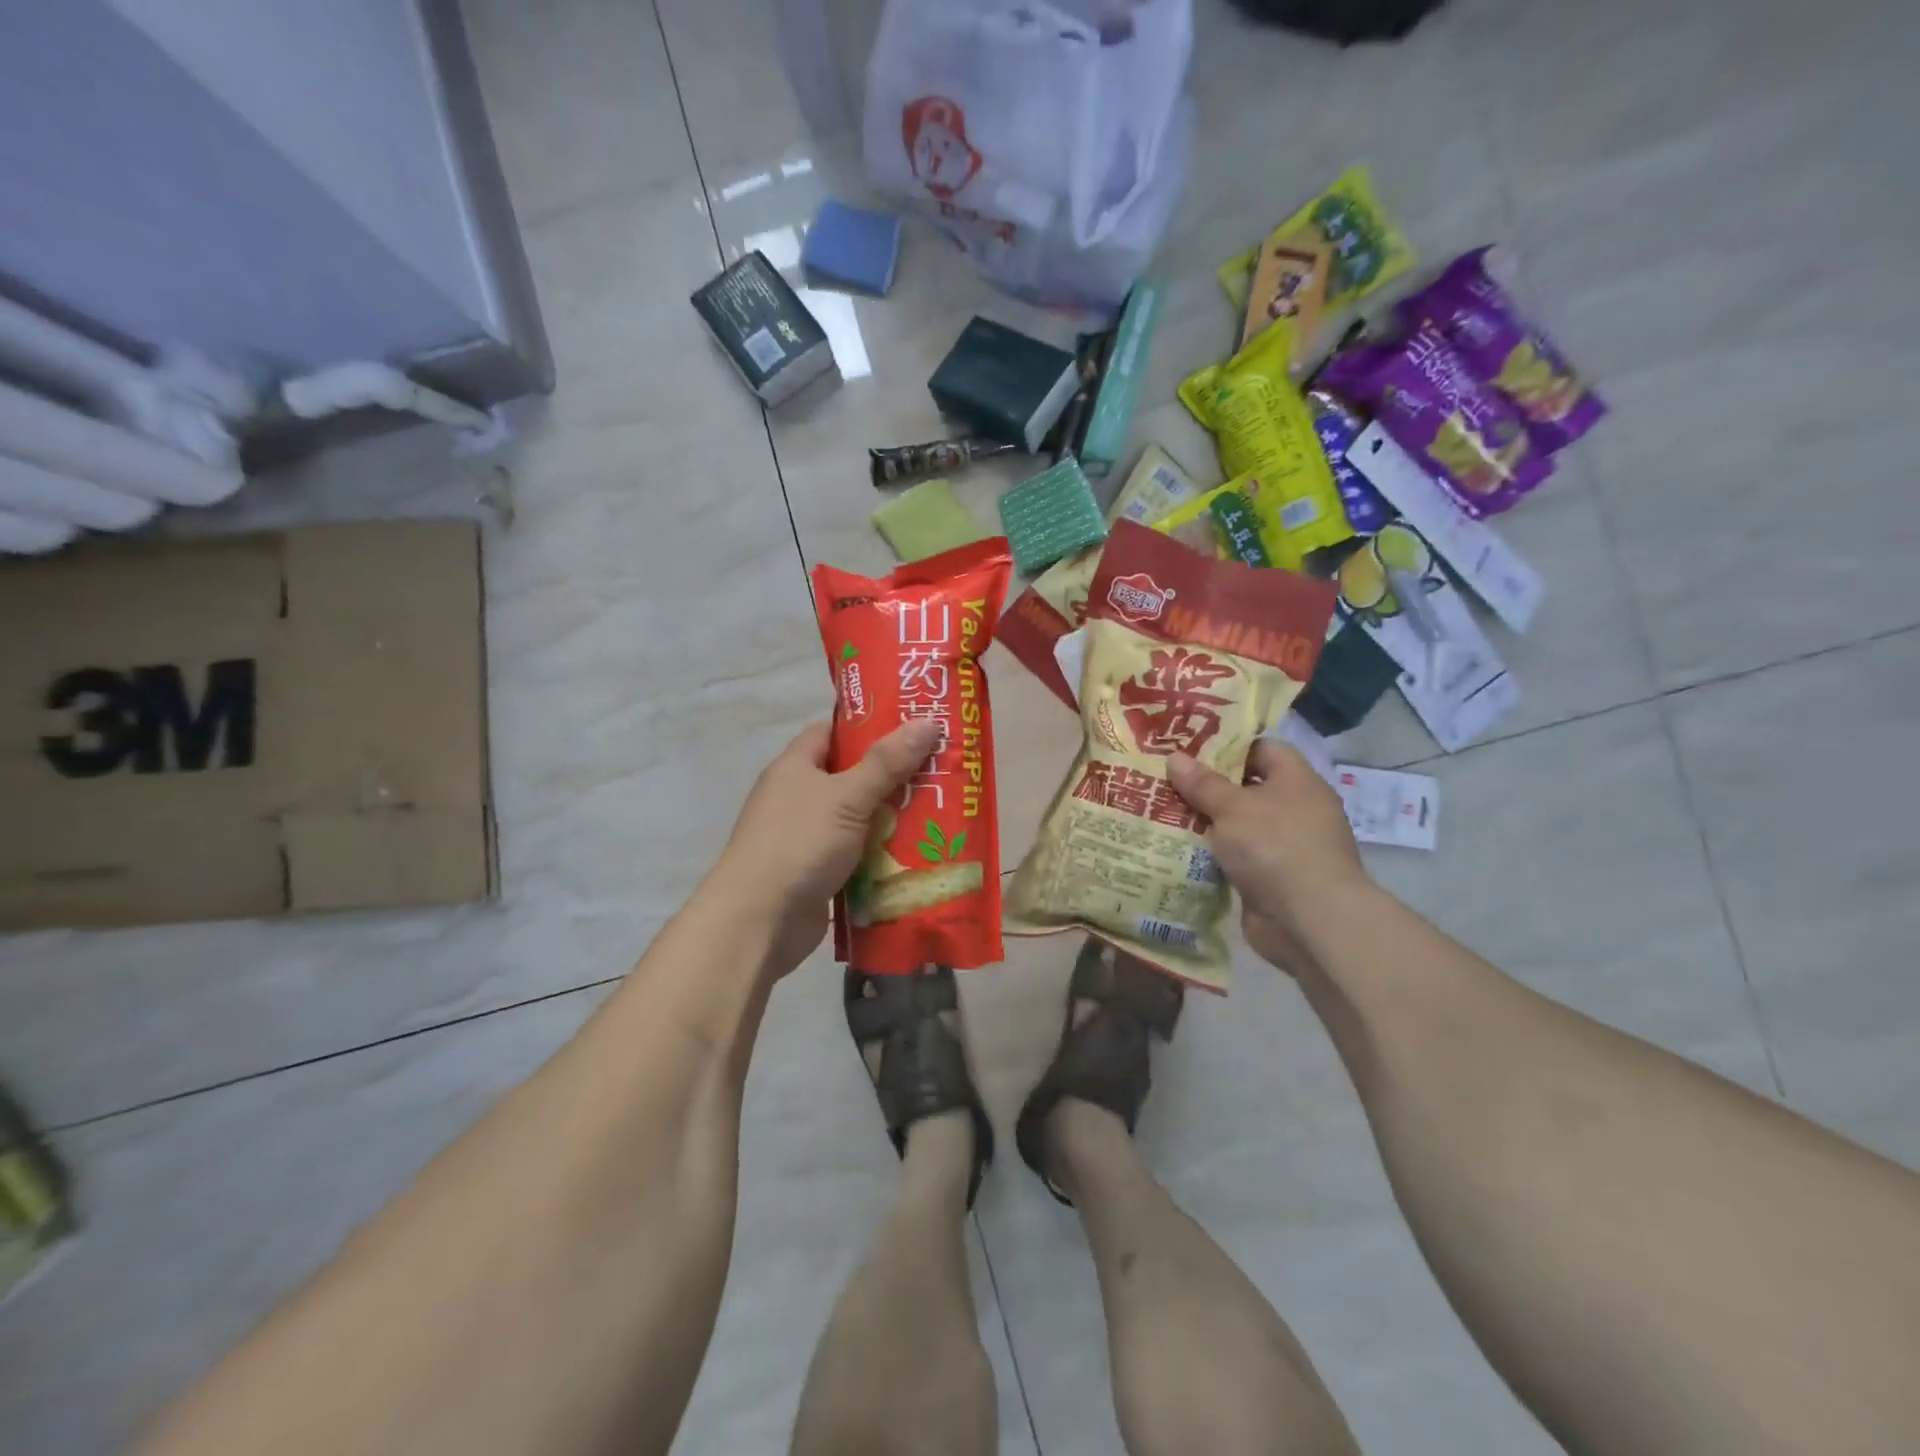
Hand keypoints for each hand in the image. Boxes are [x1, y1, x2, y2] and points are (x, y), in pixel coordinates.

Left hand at [715, 719, 941, 978]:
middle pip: (851, 776)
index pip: (832, 732)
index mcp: (795, 767)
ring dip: (892, 819)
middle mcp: (797, 797)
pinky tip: (919, 854)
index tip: (911, 728)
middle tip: (939, 771)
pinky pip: (857, 855)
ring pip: (858, 818)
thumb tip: (928, 721)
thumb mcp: (847, 796)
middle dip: (892, 776)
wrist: (759, 921)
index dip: (869, 727)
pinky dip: (882, 855)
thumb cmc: (799, 844)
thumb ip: (887, 762)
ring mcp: (806, 837)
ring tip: (941, 811)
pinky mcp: (817, 872)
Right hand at [1167, 741, 1368, 976]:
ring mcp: (1283, 846)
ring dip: (1205, 822)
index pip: (1262, 748)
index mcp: (1296, 781)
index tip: (1188, 748)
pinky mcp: (1270, 878)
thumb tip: (1175, 757)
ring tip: (1160, 811)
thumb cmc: (1275, 846)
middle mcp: (1294, 809)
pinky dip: (1211, 854)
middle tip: (1164, 779)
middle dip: (1206, 786)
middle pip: (1245, 788)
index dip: (1227, 745)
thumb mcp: (1232, 807)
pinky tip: (1176, 849)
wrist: (1308, 920)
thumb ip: (1202, 783)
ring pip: (1236, 825)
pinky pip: (1235, 857)